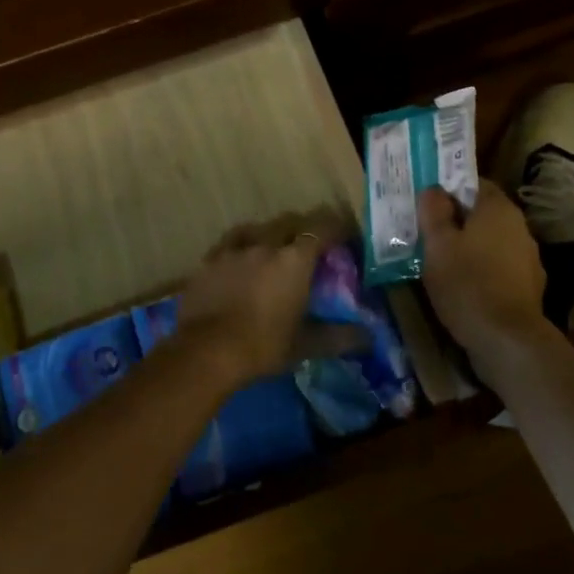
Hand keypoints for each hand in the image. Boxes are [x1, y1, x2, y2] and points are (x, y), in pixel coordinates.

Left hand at [175, 211, 360, 385]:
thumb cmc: (263, 345)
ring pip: (258, 228)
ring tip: (274, 249)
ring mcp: (234, 249)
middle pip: (290, 222)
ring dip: (271, 234)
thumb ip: (339, 337)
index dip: (336, 229)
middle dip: (303, 229)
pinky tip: (240, 260)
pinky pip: (231, 242)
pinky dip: (242, 246)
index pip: (322, 229)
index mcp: (294, 260)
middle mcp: (266, 244)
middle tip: (310, 247)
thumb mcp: (306, 345)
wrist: (206, 351)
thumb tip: (367, 338)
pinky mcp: (209, 260)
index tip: (345, 237)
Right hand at [420, 182, 553, 362]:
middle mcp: (519, 226)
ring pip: (493, 241)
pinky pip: (501, 267)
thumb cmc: (467, 283)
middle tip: (430, 232)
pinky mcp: (530, 285)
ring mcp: (528, 257)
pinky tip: (466, 286)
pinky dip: (484, 270)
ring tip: (444, 261)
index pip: (475, 183)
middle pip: (484, 213)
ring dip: (472, 247)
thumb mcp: (438, 245)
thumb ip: (434, 212)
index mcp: (498, 208)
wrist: (507, 339)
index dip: (450, 189)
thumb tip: (434, 189)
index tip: (428, 203)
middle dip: (459, 220)